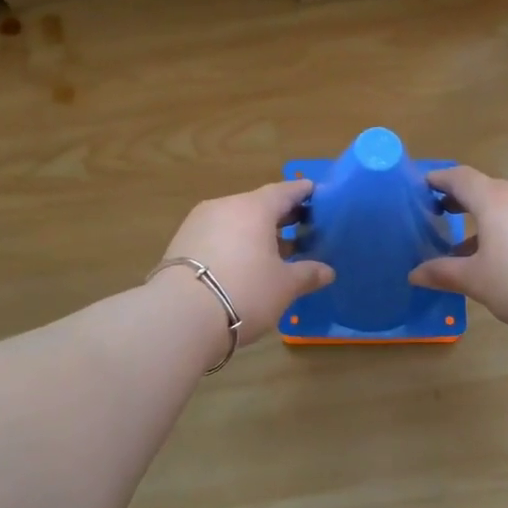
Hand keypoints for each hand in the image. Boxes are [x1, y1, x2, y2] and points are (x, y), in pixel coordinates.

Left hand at [158, 180, 334, 347]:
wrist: (180, 315)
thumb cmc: (245, 291)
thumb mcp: (284, 286)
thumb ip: (307, 274)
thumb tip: (327, 271)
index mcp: (254, 208)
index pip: (284, 191)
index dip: (301, 193)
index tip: (314, 193)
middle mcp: (225, 207)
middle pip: (257, 205)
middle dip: (280, 216)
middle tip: (301, 225)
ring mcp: (198, 223)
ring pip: (235, 221)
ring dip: (256, 233)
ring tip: (275, 250)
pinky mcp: (181, 244)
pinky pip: (217, 236)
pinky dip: (234, 244)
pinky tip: (244, 263)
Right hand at [409, 167, 507, 337]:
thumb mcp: (475, 281)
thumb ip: (442, 272)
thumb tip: (414, 274)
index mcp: (495, 199)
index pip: (461, 178)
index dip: (440, 180)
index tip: (424, 185)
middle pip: (487, 189)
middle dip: (463, 201)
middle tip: (442, 215)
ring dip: (489, 219)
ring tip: (473, 247)